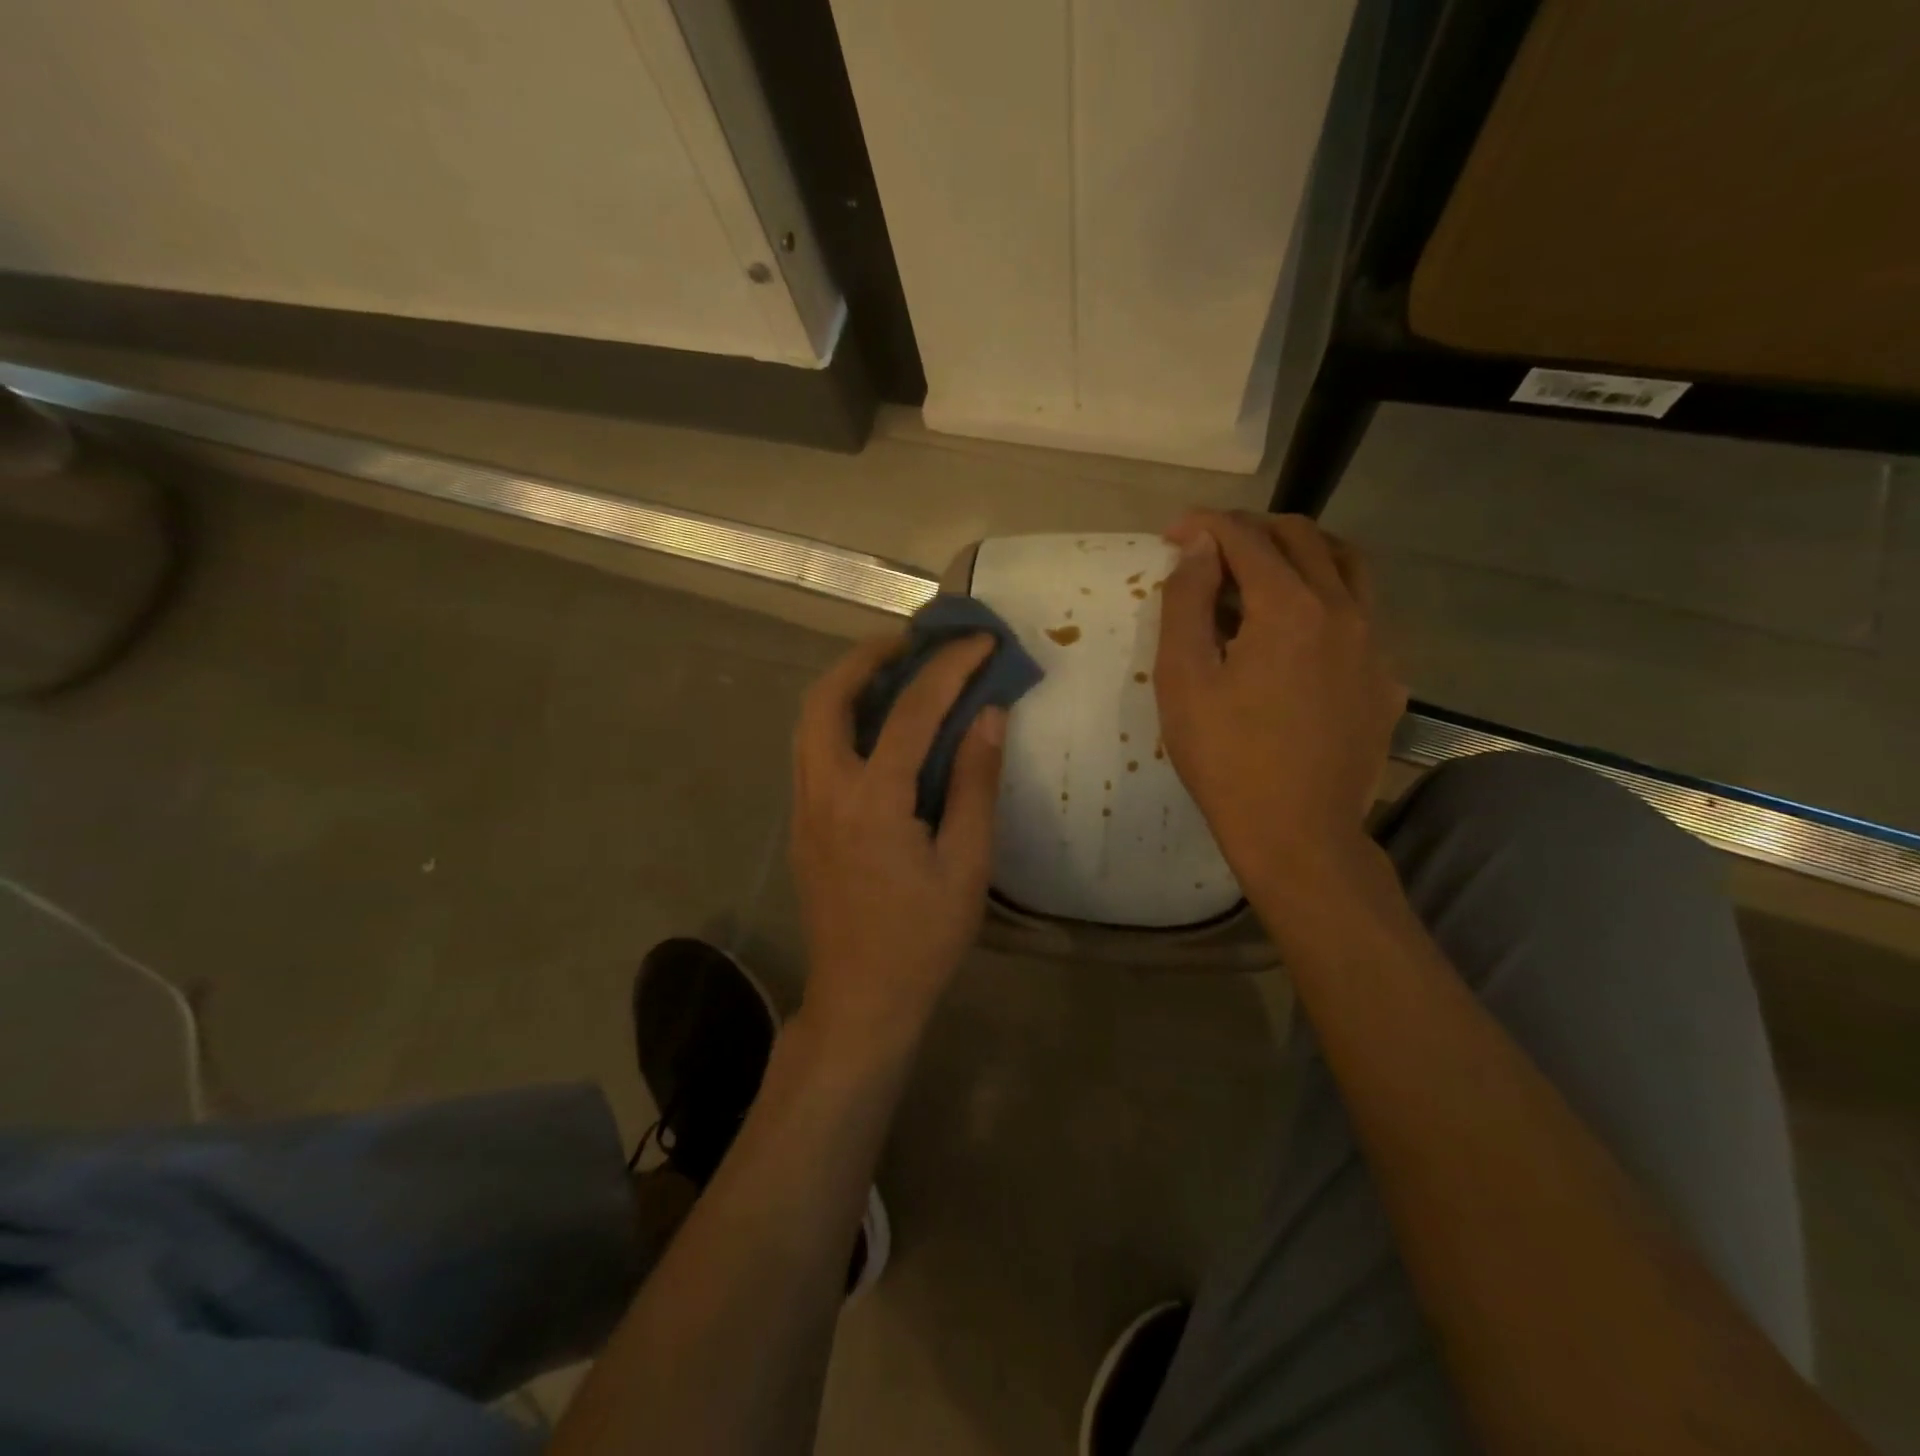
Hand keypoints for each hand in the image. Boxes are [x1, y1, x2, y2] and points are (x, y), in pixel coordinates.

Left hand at [790, 633, 1005, 1051]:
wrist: (860, 999)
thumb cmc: (922, 939)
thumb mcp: (966, 865)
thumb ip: (975, 784)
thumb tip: (989, 716)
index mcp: (872, 801)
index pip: (912, 711)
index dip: (950, 668)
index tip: (980, 641)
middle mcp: (825, 792)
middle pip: (827, 698)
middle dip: (867, 656)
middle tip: (911, 643)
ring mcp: (804, 808)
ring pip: (809, 722)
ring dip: (846, 684)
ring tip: (892, 672)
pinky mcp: (801, 825)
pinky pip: (811, 749)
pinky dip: (839, 719)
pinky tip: (875, 729)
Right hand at [1155, 510, 1405, 887]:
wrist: (1298, 833)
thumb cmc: (1225, 758)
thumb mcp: (1183, 679)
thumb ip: (1187, 602)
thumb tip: (1197, 545)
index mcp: (1288, 607)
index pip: (1246, 538)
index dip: (1205, 525)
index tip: (1173, 531)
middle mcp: (1343, 609)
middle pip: (1303, 538)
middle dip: (1252, 529)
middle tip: (1211, 547)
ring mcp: (1376, 644)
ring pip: (1347, 566)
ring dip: (1301, 553)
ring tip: (1263, 571)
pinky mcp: (1387, 679)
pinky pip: (1364, 614)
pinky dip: (1328, 599)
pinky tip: (1301, 634)